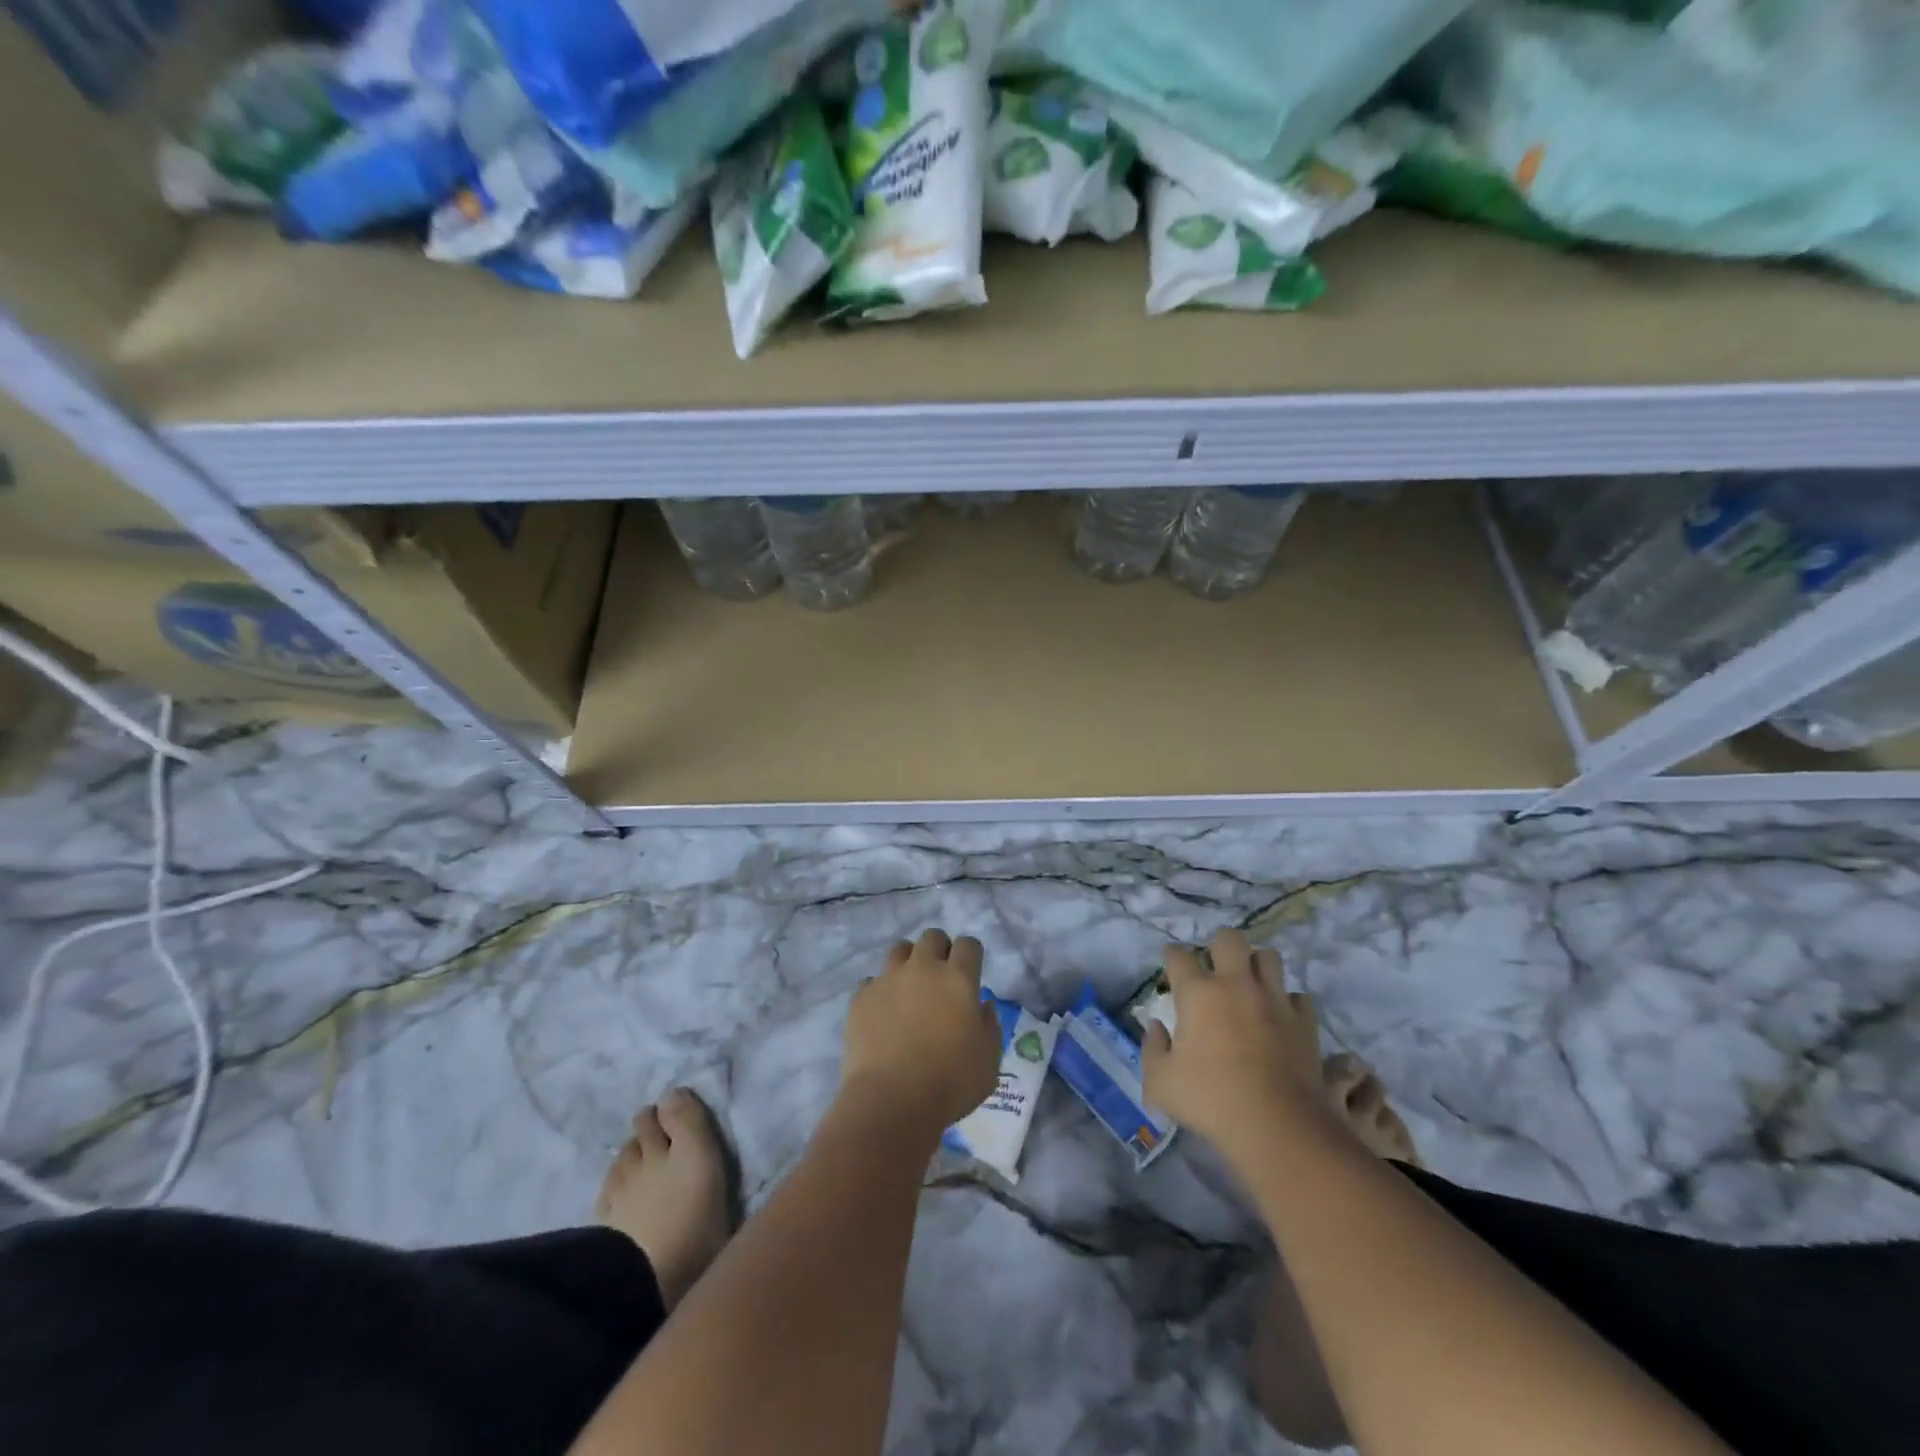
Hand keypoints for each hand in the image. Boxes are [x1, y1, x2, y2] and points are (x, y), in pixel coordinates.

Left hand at [840, 930, 1002, 1132]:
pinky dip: (880, 991)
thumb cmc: (950, 1083)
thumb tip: (983, 1006)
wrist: (891, 1101)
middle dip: (939, 949)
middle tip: (940, 976)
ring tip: (909, 988)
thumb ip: (990, 1027)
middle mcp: (923, 969)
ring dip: (908, 962)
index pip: (968, 945)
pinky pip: (872, 981)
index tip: (970, 971)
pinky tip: (883, 1013)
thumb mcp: (989, 1061)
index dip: (970, 954)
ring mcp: (888, 979)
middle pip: (932, 937)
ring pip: (899, 950)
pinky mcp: (862, 996)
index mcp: (958, 979)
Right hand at [1140, 928, 1327, 1160]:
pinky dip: (1287, 1002)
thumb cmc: (1211, 1100)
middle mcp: (1236, 985)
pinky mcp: (1304, 1022)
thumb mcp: (1160, 1082)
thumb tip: (1156, 1027)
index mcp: (1198, 993)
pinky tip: (1280, 1016)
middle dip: (1219, 945)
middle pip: (1229, 939)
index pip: (1179, 956)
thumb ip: (1152, 1048)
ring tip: (1250, 984)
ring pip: (1269, 957)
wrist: (1278, 1127)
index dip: (1172, 956)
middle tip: (1214, 967)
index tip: (1171, 965)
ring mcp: (1274, 1000)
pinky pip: (1298, 997)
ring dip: (1257, 965)